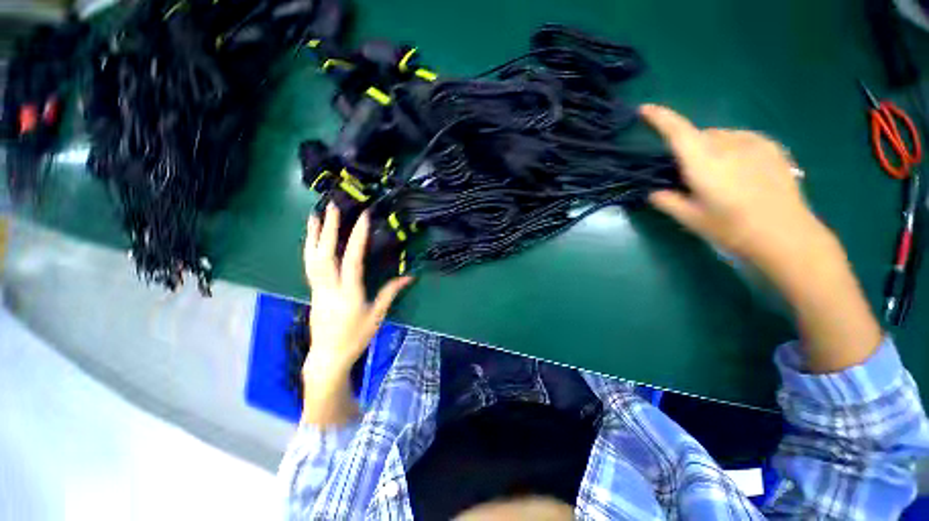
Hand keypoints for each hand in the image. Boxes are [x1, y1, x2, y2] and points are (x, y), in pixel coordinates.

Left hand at [303, 203, 411, 386]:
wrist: (327, 356)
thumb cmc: (356, 336)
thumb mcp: (377, 315)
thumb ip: (391, 292)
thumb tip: (409, 276)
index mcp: (349, 293)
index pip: (352, 260)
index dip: (357, 237)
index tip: (362, 217)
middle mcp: (329, 287)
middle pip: (325, 254)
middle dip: (328, 229)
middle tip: (331, 207)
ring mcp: (317, 288)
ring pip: (312, 258)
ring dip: (313, 235)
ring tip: (314, 215)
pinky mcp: (313, 291)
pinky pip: (309, 265)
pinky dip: (310, 248)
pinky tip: (312, 239)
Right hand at [641, 104, 830, 271]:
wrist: (787, 236)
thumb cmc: (733, 229)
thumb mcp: (691, 219)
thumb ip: (667, 201)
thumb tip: (654, 192)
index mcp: (704, 162)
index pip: (678, 131)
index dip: (660, 117)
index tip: (645, 109)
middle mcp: (728, 145)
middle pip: (699, 135)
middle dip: (688, 146)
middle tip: (686, 173)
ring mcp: (754, 143)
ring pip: (721, 136)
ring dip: (710, 148)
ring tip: (716, 174)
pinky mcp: (772, 148)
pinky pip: (742, 139)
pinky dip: (731, 148)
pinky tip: (738, 170)